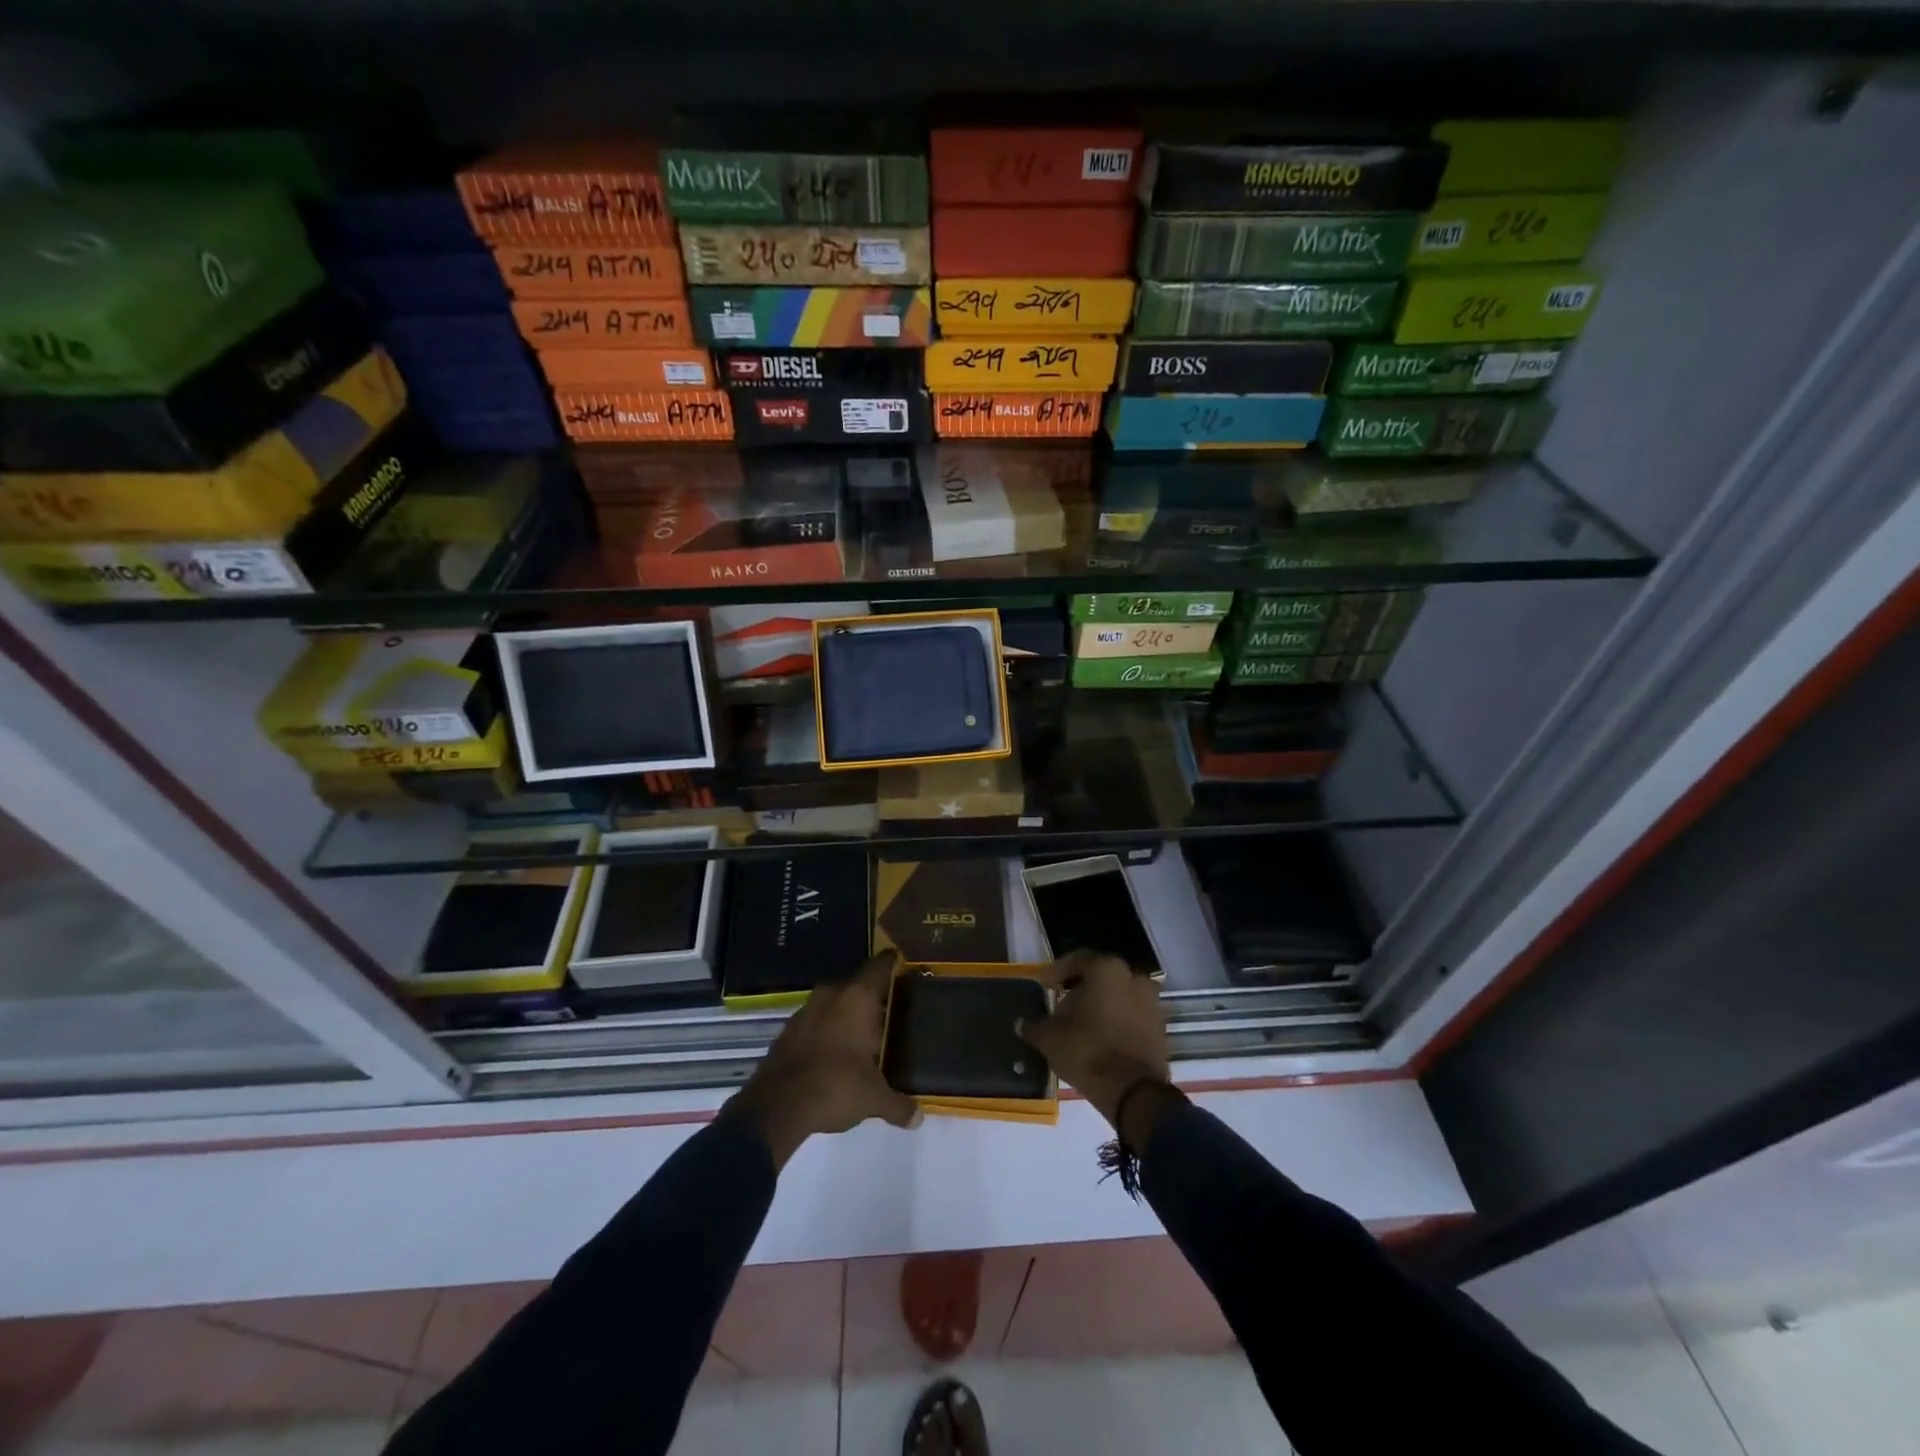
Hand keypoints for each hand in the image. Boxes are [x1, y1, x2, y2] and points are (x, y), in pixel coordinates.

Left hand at [725, 951, 921, 1167]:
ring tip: (862, 1036)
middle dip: (871, 998)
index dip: (893, 963)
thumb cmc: (835, 1086)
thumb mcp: (874, 1099)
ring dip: (846, 1015)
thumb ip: (899, 1104)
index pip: (880, 966)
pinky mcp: (787, 1030)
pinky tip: (834, 1053)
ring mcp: (805, 1010)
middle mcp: (832, 994)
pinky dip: (826, 1031)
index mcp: (858, 998)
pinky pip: (815, 1022)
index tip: (903, 965)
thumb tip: (918, 1118)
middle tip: (889, 1012)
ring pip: (834, 1003)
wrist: (776, 1106)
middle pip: (857, 985)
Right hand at [1017, 950, 1170, 1128]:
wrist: (1134, 1093)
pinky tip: (1101, 1038)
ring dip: (1101, 1006)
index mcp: (1107, 970)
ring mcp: (1152, 1002)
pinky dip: (1117, 1021)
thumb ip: (1035, 1026)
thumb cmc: (1088, 1052)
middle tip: (1062, 1006)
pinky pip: (1132, 1015)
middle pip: (1101, 977)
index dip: (1057, 972)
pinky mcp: (1161, 1027)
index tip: (1045, 986)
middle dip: (1081, 990)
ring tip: (1081, 1025)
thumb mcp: (1050, 1038)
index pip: (1077, 960)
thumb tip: (1022, 1024)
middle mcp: (1134, 977)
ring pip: (1119, 996)